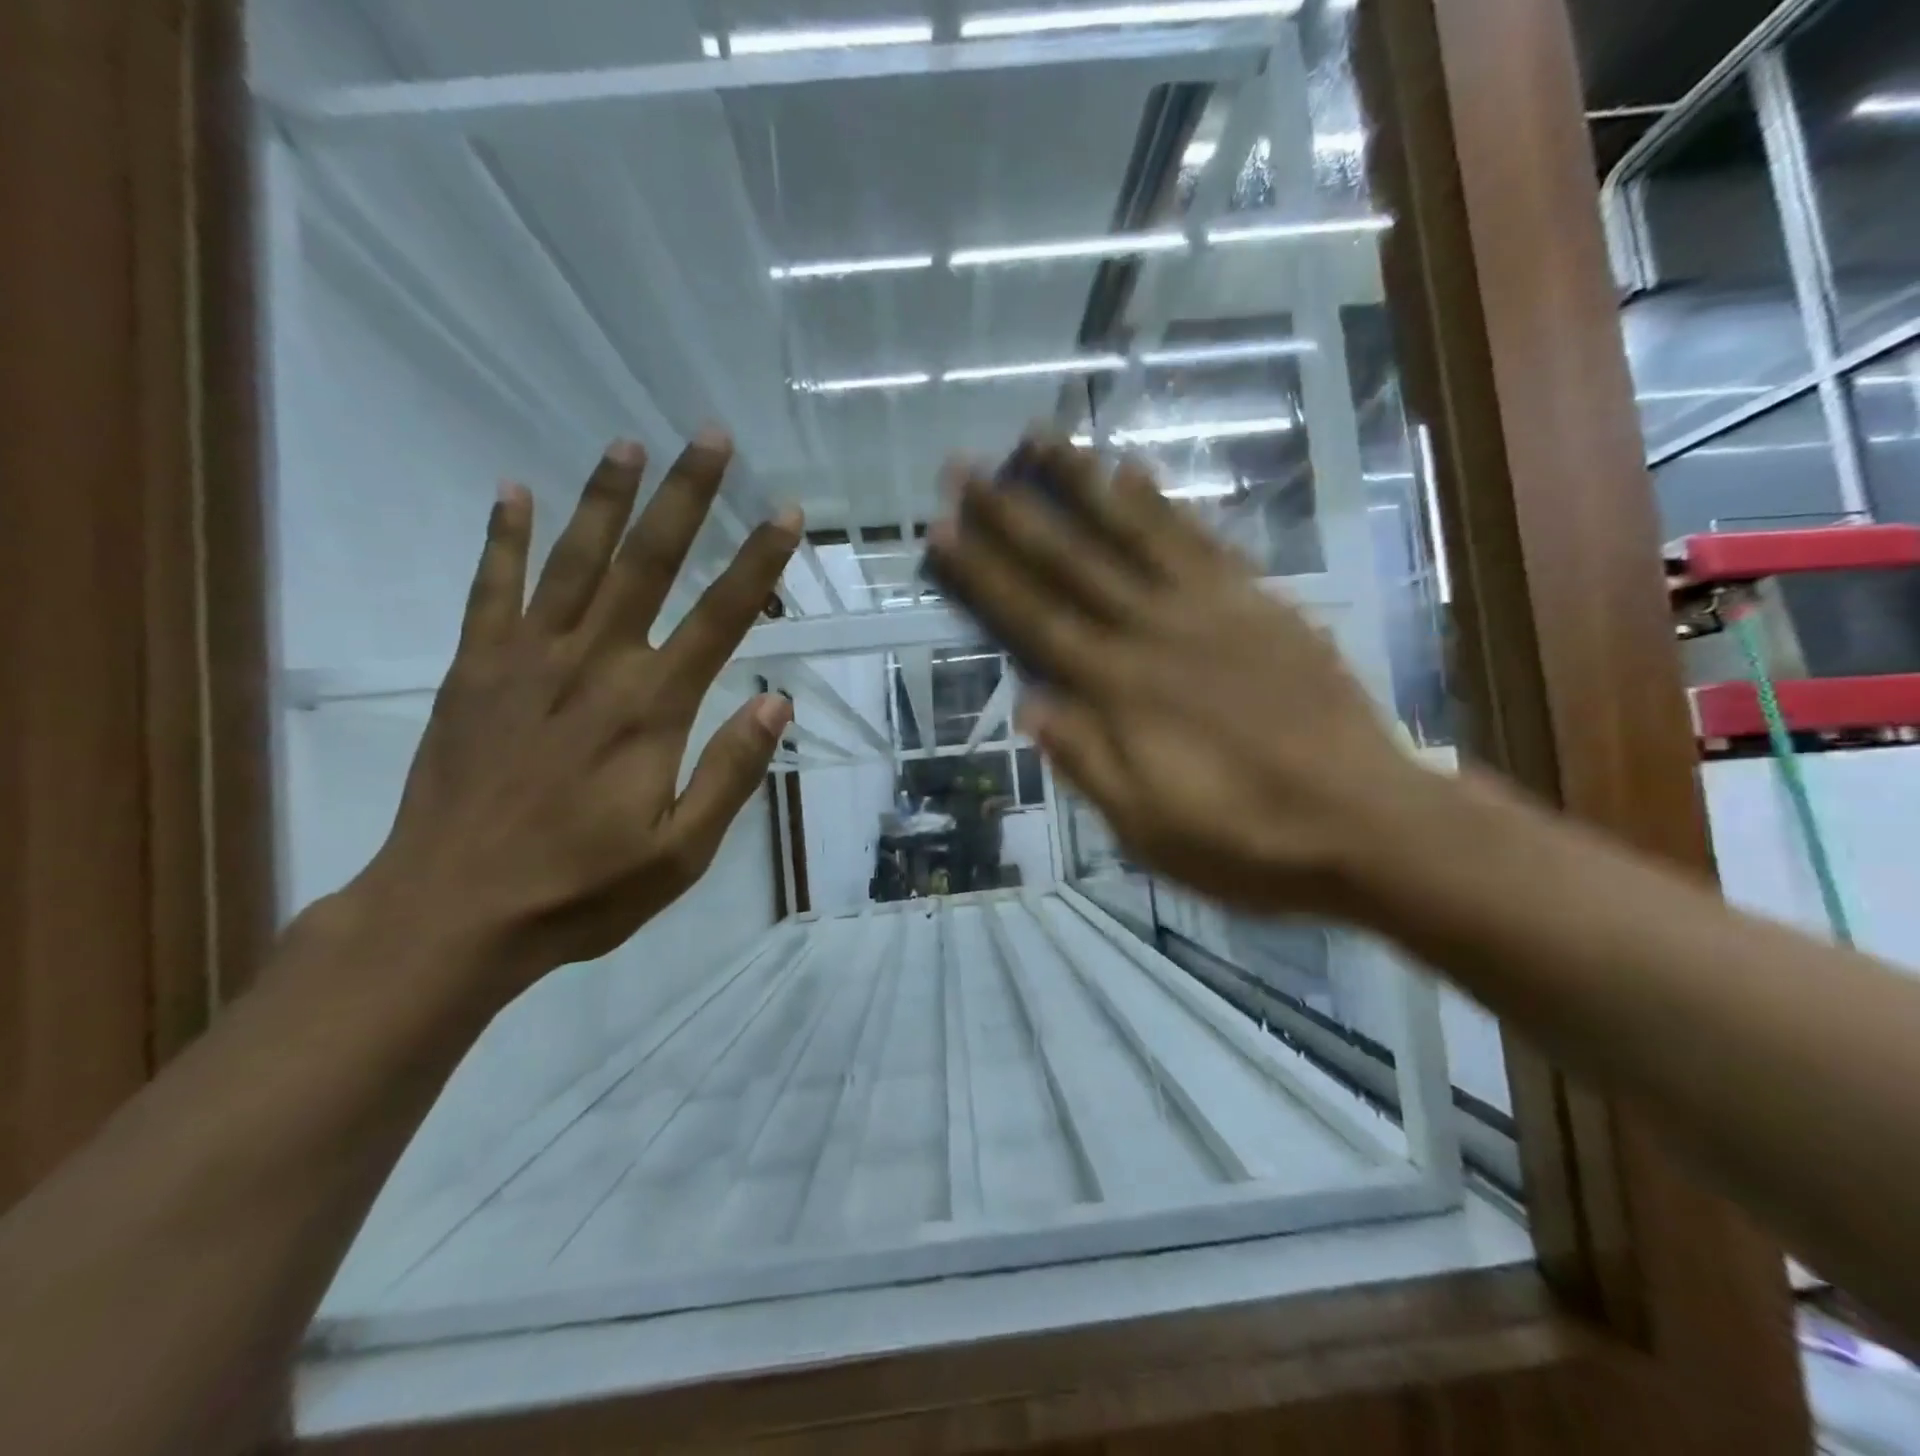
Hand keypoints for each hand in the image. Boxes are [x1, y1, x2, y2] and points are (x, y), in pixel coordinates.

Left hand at [357, 431, 799, 991]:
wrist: (451, 913)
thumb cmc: (581, 889)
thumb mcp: (681, 852)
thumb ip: (730, 772)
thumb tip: (776, 703)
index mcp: (651, 709)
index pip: (720, 618)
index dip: (758, 563)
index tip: (785, 514)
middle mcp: (595, 665)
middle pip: (649, 564)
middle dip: (686, 498)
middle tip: (710, 437)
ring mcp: (527, 661)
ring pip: (574, 561)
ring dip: (605, 499)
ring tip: (628, 443)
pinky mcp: (474, 671)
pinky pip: (491, 589)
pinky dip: (502, 537)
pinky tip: (513, 491)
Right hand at [925, 435, 1426, 919]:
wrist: (1368, 823)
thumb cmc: (1247, 839)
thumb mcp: (1147, 827)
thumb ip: (1087, 759)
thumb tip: (1029, 702)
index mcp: (1122, 690)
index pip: (1034, 621)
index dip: (983, 575)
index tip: (942, 529)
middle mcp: (1157, 633)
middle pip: (1072, 562)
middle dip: (1012, 513)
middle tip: (965, 466)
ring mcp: (1214, 609)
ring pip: (1135, 531)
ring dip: (1082, 481)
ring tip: (1040, 435)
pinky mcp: (1261, 603)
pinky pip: (1203, 540)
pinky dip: (1163, 503)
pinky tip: (1134, 470)